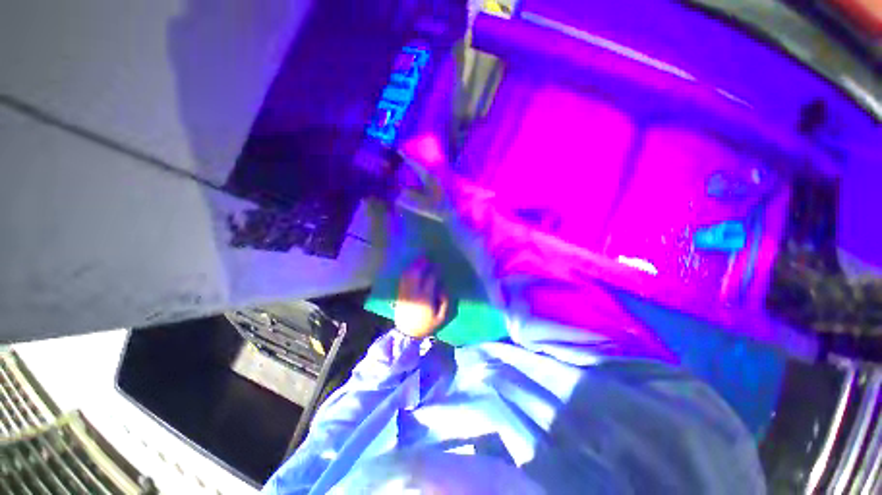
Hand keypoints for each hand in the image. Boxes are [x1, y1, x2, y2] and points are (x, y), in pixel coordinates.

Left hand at [394, 258, 448, 337]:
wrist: (407, 333)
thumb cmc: (427, 325)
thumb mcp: (441, 317)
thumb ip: (445, 301)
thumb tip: (442, 287)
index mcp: (425, 297)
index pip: (430, 278)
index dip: (435, 270)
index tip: (439, 266)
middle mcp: (413, 292)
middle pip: (417, 273)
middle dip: (422, 264)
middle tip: (428, 258)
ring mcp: (405, 292)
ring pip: (408, 275)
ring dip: (414, 266)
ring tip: (420, 260)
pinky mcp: (399, 294)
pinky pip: (402, 279)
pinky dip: (407, 272)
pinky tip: (411, 268)